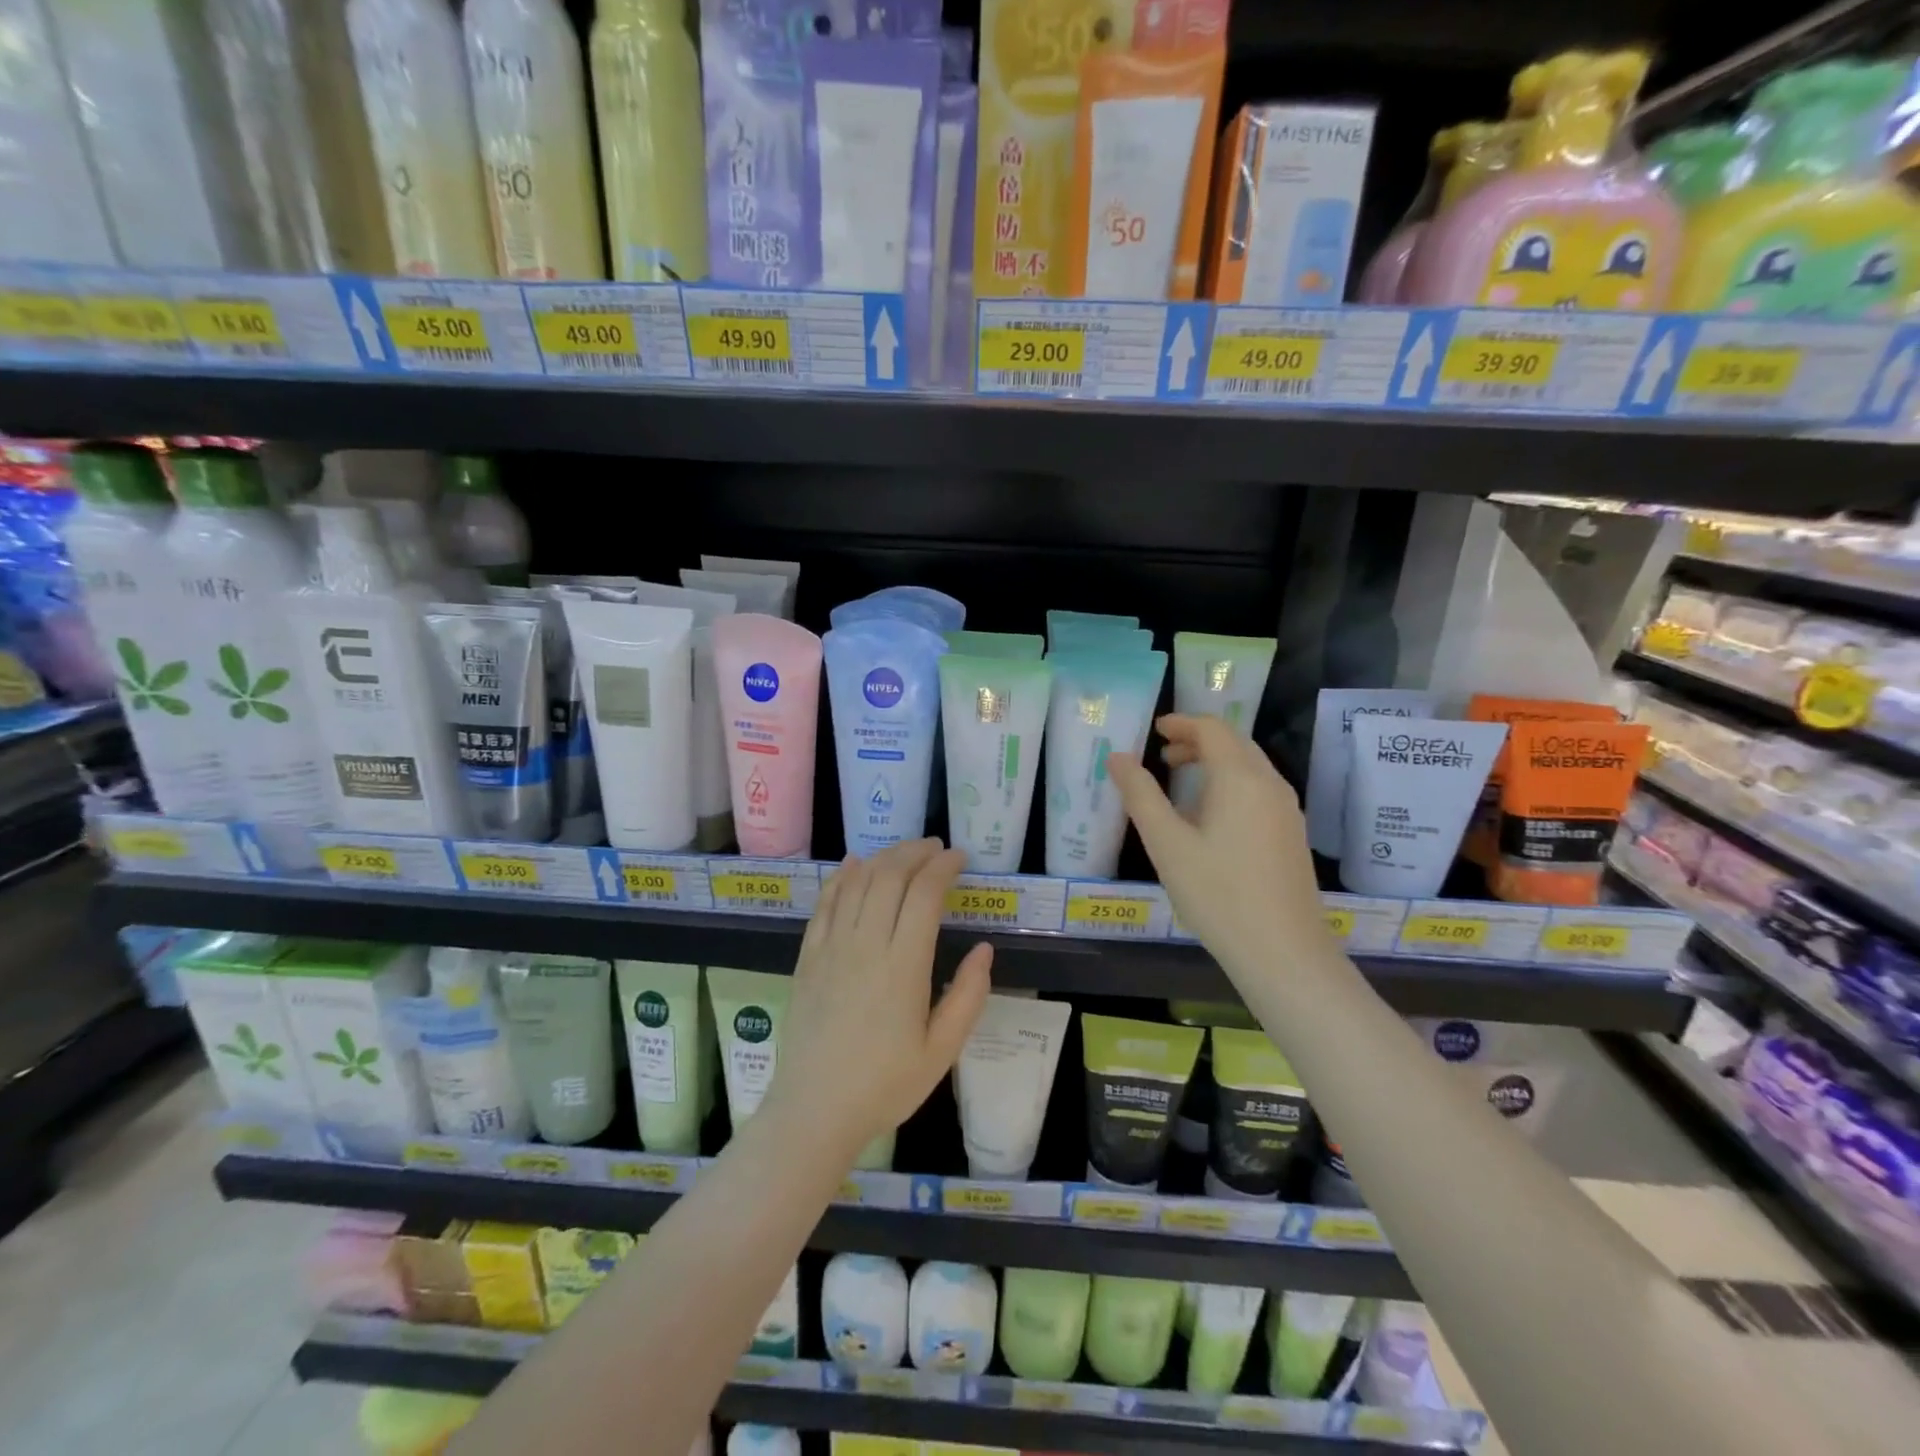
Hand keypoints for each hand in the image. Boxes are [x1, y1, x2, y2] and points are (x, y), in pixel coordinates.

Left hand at [766, 838, 992, 1160]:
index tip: (959, 858)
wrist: (814, 1110)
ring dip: (884, 858)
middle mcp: (866, 944)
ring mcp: (832, 947)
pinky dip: (842, 876)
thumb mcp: (941, 1052)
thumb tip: (984, 950)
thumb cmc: (884, 1085)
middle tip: (935, 849)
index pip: (924, 894)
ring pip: (858, 882)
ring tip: (905, 853)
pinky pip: (826, 902)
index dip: (943, 866)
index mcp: (903, 966)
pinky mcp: (808, 956)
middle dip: (915, 852)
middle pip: (890, 876)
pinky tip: (854, 865)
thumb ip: (968, 997)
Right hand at [1109, 714, 1330, 981]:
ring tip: (1180, 784)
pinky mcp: (1291, 833)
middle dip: (1197, 741)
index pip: (1213, 729)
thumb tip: (1118, 756)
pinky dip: (1230, 784)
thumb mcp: (1166, 843)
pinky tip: (1209, 817)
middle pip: (1234, 743)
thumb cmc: (1217, 893)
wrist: (1283, 951)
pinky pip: (1258, 790)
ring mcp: (1286, 810)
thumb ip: (1140, 794)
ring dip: (1214, 762)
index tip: (1154, 730)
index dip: (1182, 723)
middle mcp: (1270, 784)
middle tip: (1162, 756)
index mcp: (1240, 778)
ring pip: (1249, 766)